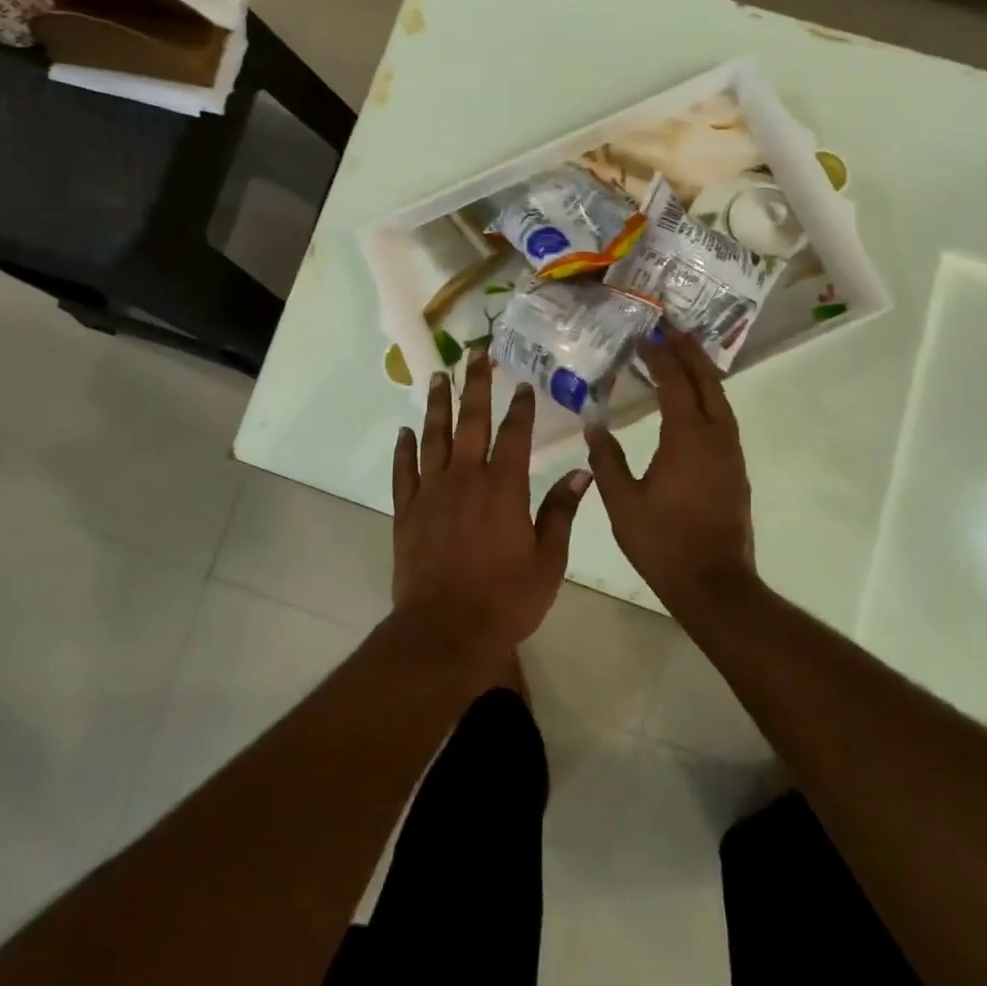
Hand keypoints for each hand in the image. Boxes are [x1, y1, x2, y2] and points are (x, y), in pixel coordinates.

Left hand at [392, 352, 591, 667]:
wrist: (445, 630)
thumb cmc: (505, 599)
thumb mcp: (548, 560)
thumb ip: (561, 511)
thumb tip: (582, 471)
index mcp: (504, 487)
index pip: (514, 435)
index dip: (519, 408)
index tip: (521, 384)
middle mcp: (466, 478)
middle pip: (470, 421)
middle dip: (475, 386)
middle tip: (476, 356)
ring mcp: (432, 492)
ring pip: (434, 437)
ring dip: (436, 405)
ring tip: (438, 377)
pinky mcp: (407, 511)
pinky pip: (404, 471)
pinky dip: (405, 449)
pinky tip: (405, 431)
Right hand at [585, 331, 757, 615]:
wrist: (715, 585)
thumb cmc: (663, 542)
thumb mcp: (622, 502)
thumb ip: (606, 460)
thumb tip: (593, 424)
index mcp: (687, 438)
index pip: (675, 383)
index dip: (660, 357)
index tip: (645, 337)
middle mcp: (715, 437)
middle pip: (707, 382)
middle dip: (689, 352)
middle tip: (671, 329)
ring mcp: (731, 453)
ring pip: (720, 399)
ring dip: (702, 373)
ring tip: (683, 354)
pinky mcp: (735, 469)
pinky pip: (723, 418)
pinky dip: (708, 397)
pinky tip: (693, 401)